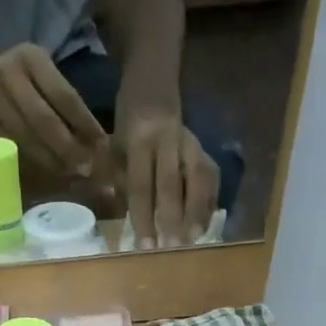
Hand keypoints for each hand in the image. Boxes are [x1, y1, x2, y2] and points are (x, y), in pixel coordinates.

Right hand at [0, 43, 106, 176]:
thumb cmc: (14, 77)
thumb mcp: (37, 73)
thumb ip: (60, 99)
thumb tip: (94, 139)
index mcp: (31, 57)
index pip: (64, 95)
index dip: (84, 123)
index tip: (102, 145)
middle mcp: (8, 74)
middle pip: (44, 120)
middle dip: (67, 148)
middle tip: (86, 168)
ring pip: (25, 138)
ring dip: (50, 160)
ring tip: (69, 173)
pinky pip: (8, 148)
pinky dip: (28, 162)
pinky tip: (44, 171)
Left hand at [112, 101, 218, 249]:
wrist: (153, 80)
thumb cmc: (128, 120)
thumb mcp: (115, 145)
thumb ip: (120, 179)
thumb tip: (128, 219)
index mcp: (139, 139)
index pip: (141, 185)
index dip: (144, 217)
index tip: (146, 245)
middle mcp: (168, 139)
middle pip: (172, 184)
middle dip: (173, 218)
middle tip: (172, 246)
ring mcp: (189, 141)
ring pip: (198, 177)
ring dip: (198, 210)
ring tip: (195, 237)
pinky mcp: (203, 145)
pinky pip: (210, 174)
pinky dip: (209, 200)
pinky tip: (206, 222)